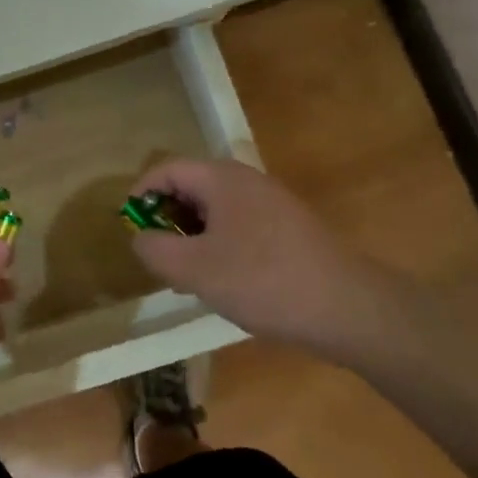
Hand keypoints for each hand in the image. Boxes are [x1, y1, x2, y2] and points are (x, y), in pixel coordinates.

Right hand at [127, 159, 418, 362]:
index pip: (165, 169)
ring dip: (192, 238)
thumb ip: (155, 250)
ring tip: (187, 278)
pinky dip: (218, 246)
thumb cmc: (263, 280)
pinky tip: (223, 283)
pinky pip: (238, 226)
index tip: (129, 229)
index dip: (139, 195)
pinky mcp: (287, 228)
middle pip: (189, 188)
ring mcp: (270, 203)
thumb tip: (140, 238)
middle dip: (166, 220)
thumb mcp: (195, 269)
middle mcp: (245, 180)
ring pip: (214, 211)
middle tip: (158, 259)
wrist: (348, 308)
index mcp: (221, 178)